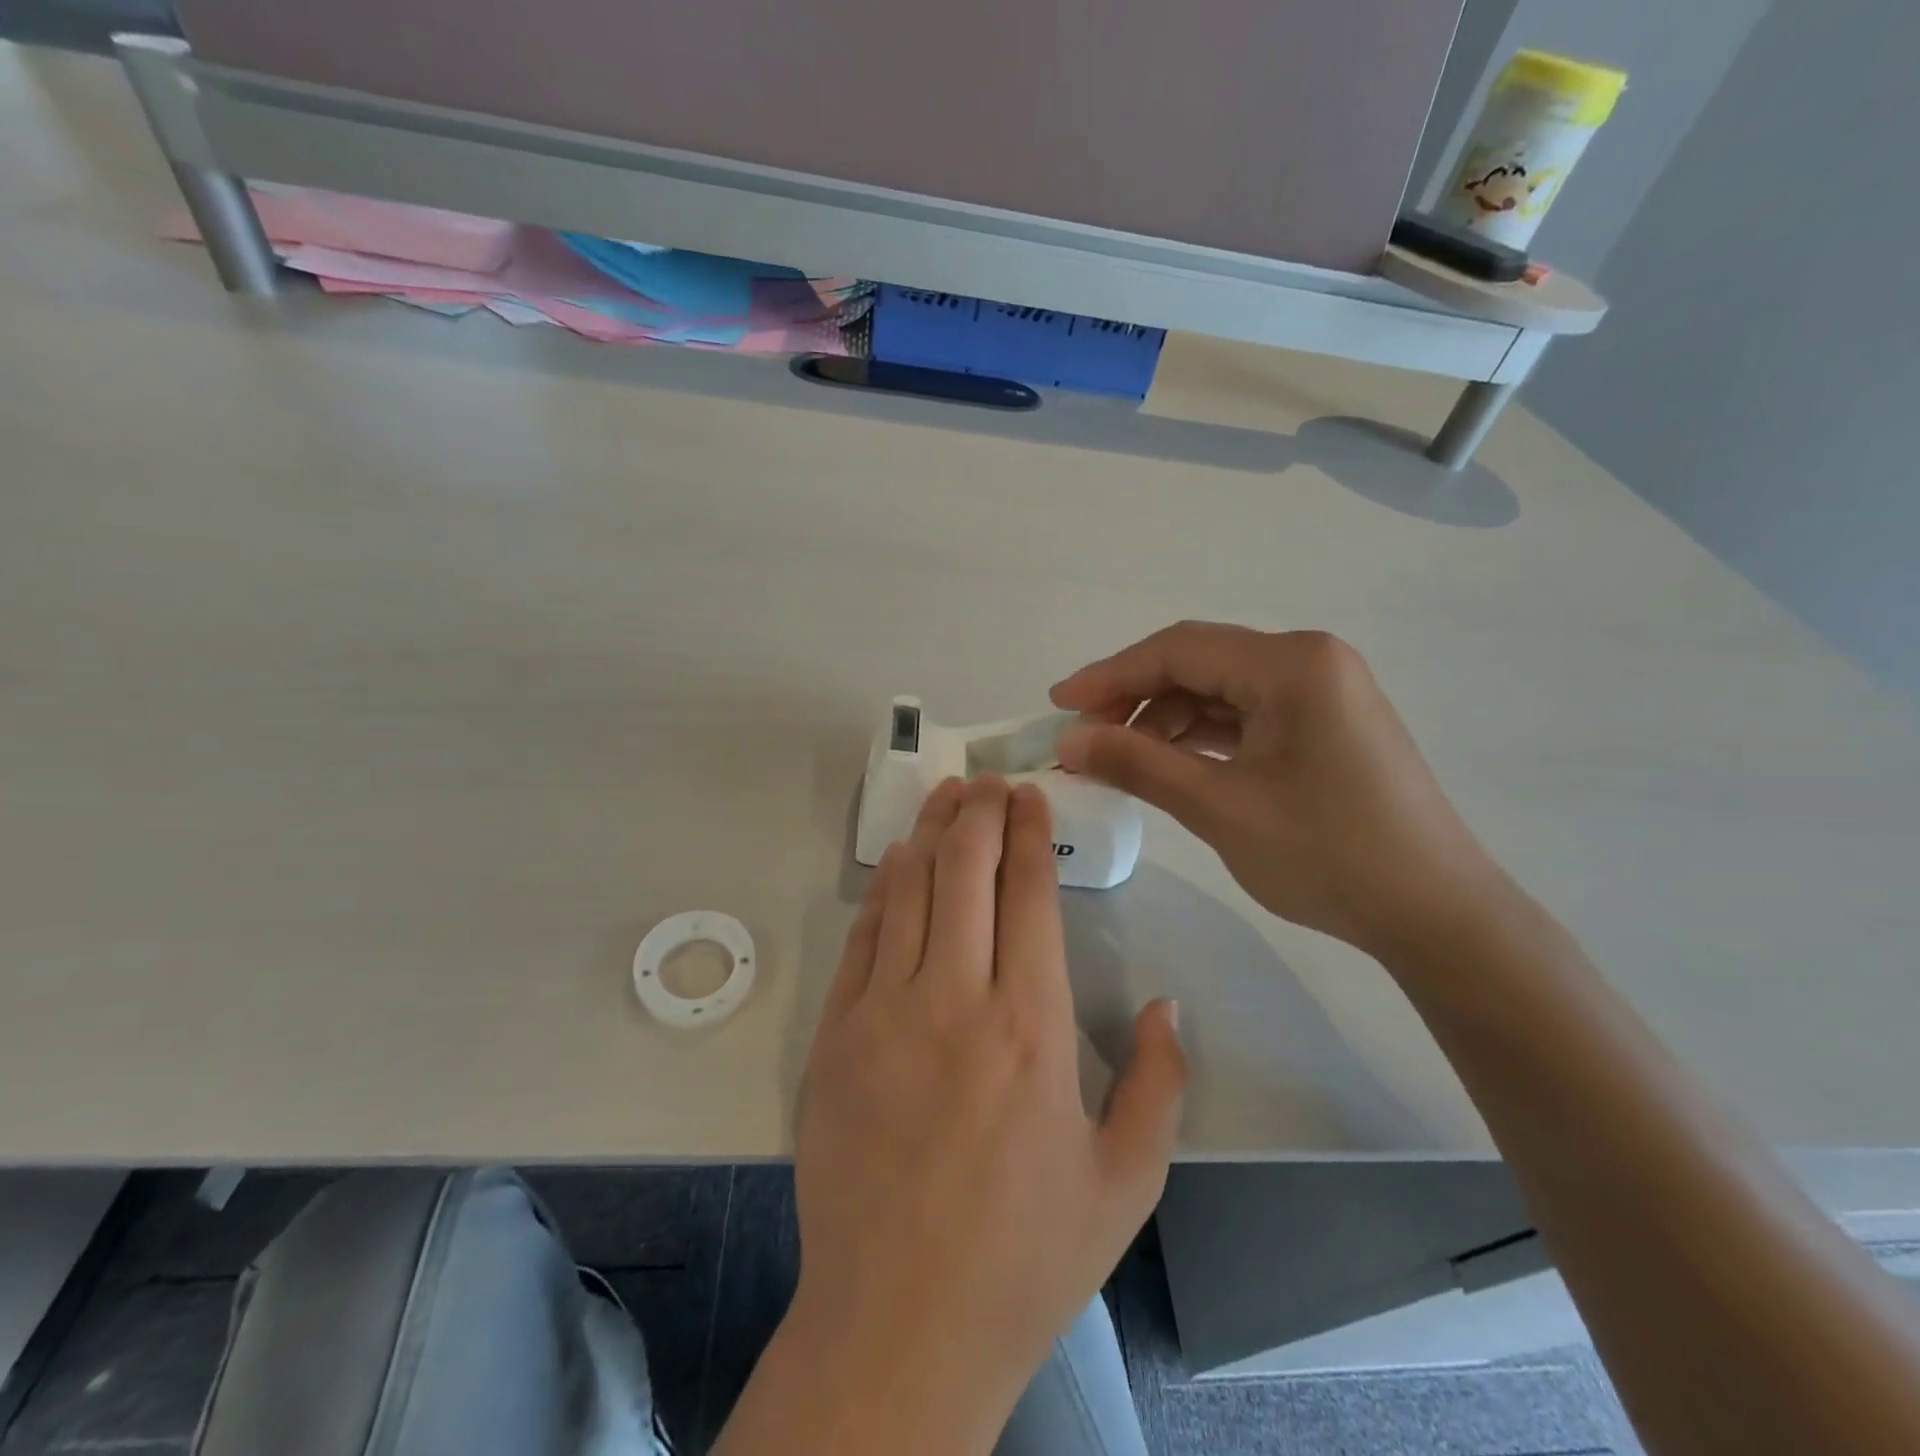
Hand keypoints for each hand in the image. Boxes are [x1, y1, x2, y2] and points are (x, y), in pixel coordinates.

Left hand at [787, 775, 1183, 1448]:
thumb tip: (1167, 1004)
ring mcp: (884, 1013)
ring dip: (931, 834)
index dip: (1030, 834)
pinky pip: (863, 939)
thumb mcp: (1125, 1182)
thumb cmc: (1024, 1258)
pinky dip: (884, 890)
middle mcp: (954, 1000)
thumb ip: (1160, 1084)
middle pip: (966, 872)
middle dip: (980, 813)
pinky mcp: (836, 1036)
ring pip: (910, 891)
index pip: (1029, 895)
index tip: (1032, 796)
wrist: (898, 1325)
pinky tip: (897, 862)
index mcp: (1030, 1027)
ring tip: (948, 796)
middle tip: (990, 780)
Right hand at [1051, 622, 1506, 957]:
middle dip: (1134, 699)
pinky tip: (1169, 764)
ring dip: (1164, 720)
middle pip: (1198, 664)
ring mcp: (1322, 691)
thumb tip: (1067, 741)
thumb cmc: (1328, 855)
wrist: (1435, 914)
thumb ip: (1137, 764)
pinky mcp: (1324, 724)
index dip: (1109, 675)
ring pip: (1219, 691)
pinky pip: (1245, 715)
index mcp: (1291, 664)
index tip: (1057, 705)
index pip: (1178, 650)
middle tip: (1084, 740)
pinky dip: (1201, 736)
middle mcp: (1309, 660)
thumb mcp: (1219, 807)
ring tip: (1121, 760)